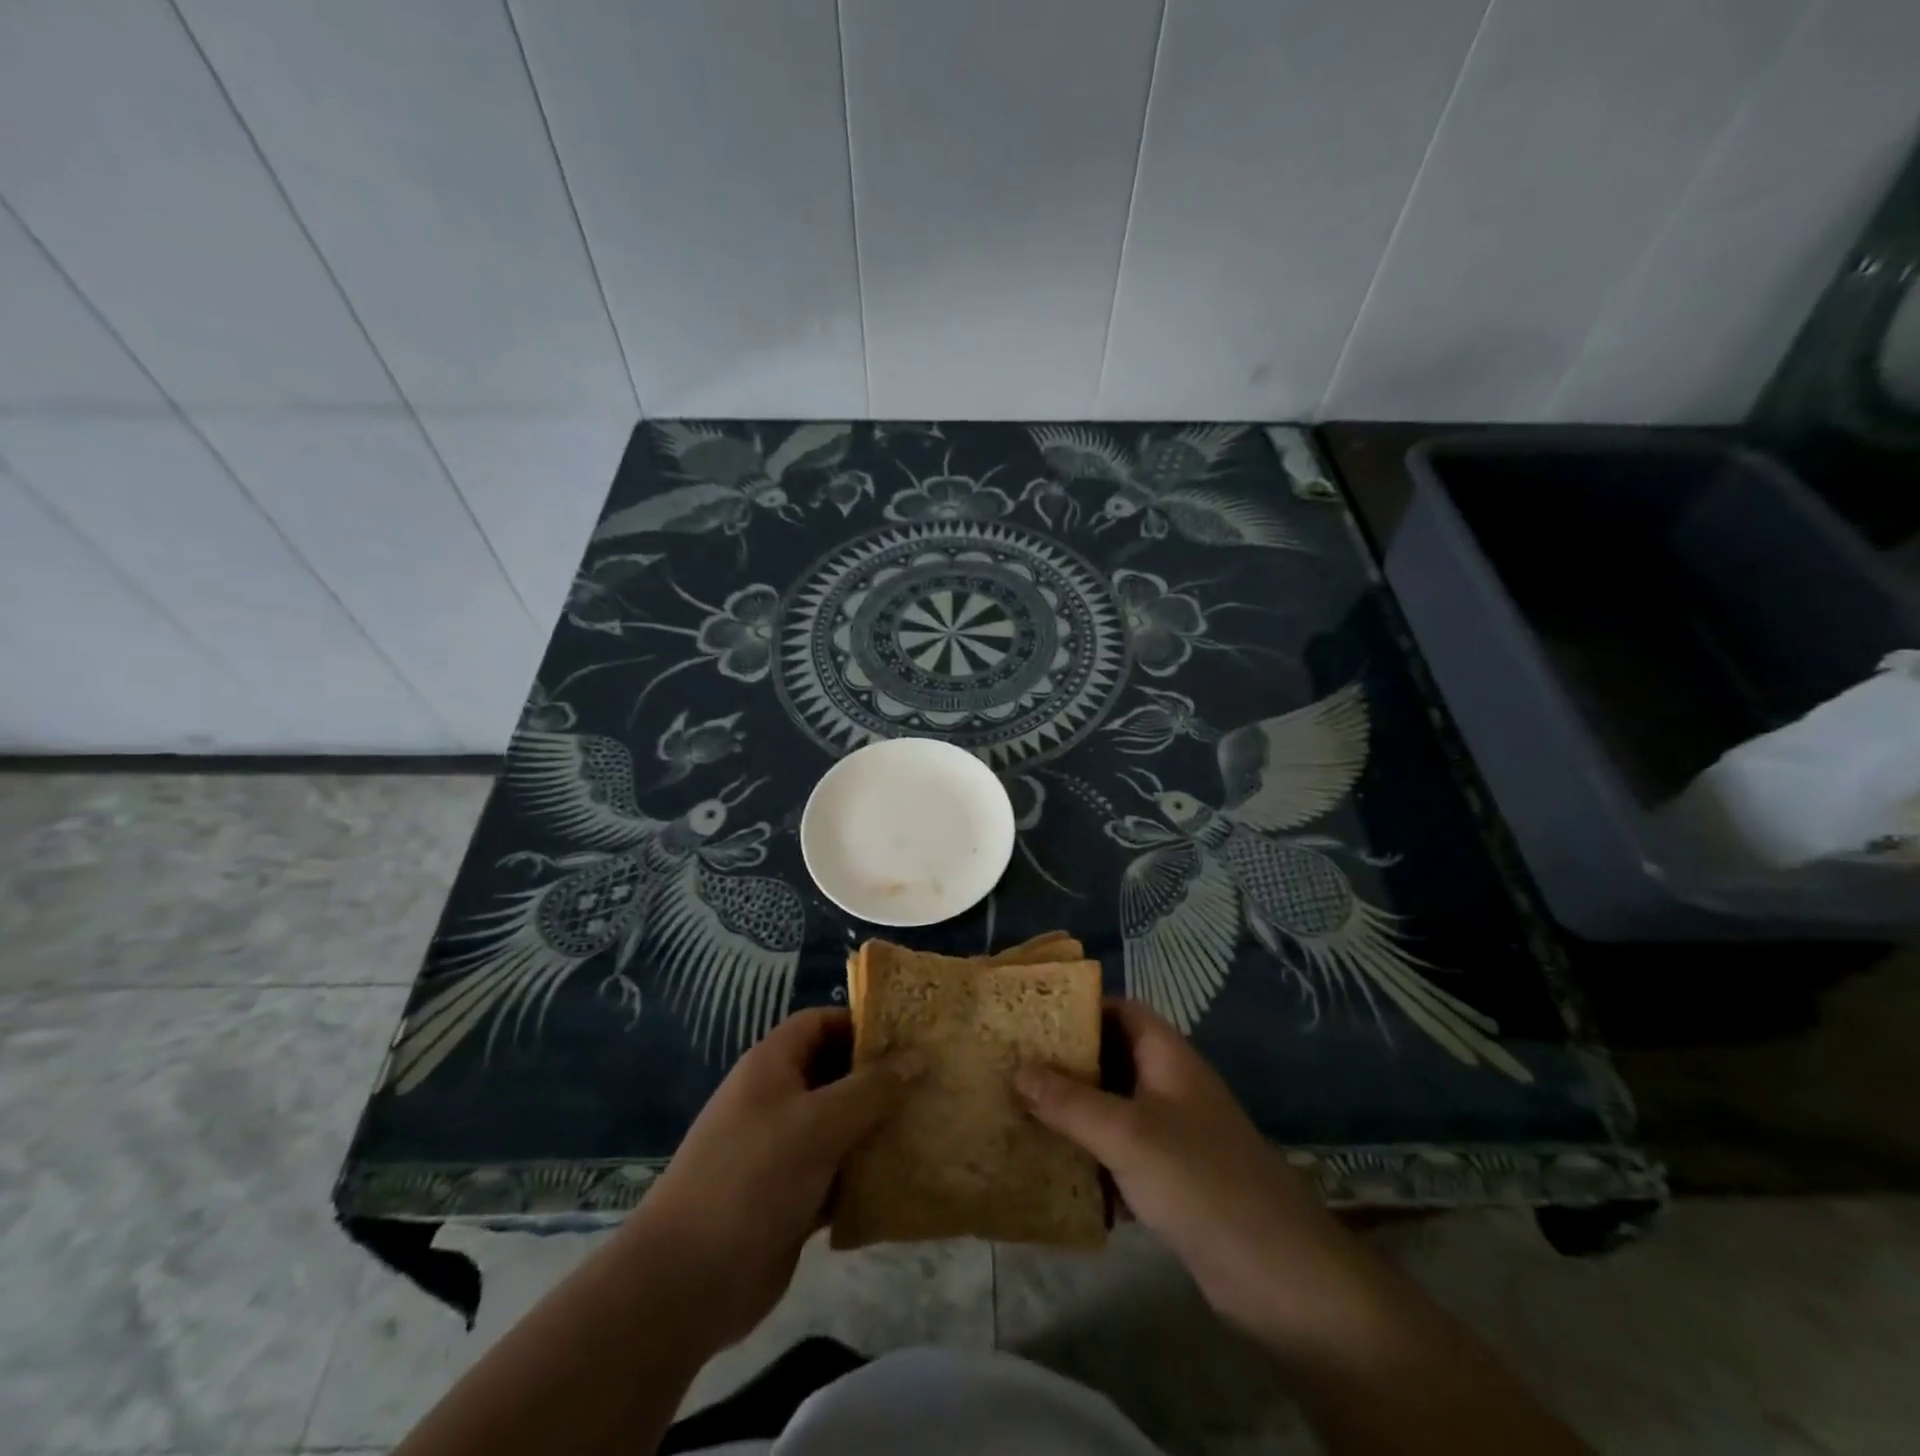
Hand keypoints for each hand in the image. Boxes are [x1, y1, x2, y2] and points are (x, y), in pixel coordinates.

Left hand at [625, 1008, 921, 1350]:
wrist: (688, 1282)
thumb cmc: (752, 1178)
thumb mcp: (818, 1124)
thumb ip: (871, 1089)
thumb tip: (918, 1056)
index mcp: (772, 1065)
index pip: (821, 1022)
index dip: (861, 1022)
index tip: (910, 1034)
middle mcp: (777, 1099)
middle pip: (835, 1072)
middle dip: (880, 1076)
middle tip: (932, 1078)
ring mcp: (784, 1149)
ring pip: (841, 1124)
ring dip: (878, 1126)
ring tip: (931, 1121)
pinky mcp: (793, 1195)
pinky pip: (839, 1171)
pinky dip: (867, 1171)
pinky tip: (908, 1175)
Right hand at [1015, 999, 1377, 1349]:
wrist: (1278, 1275)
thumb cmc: (1200, 1180)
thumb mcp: (1126, 1134)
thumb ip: (1069, 1102)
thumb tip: (1016, 1069)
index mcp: (1167, 1057)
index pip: (1121, 1011)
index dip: (1080, 1009)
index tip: (1032, 1020)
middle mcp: (1170, 1087)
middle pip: (1112, 1059)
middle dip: (1066, 1064)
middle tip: (1013, 1067)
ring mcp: (1173, 1135)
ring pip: (1112, 1109)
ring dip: (1073, 1113)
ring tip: (1019, 1113)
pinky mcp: (1171, 1181)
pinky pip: (1120, 1155)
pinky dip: (1090, 1158)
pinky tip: (1051, 1170)